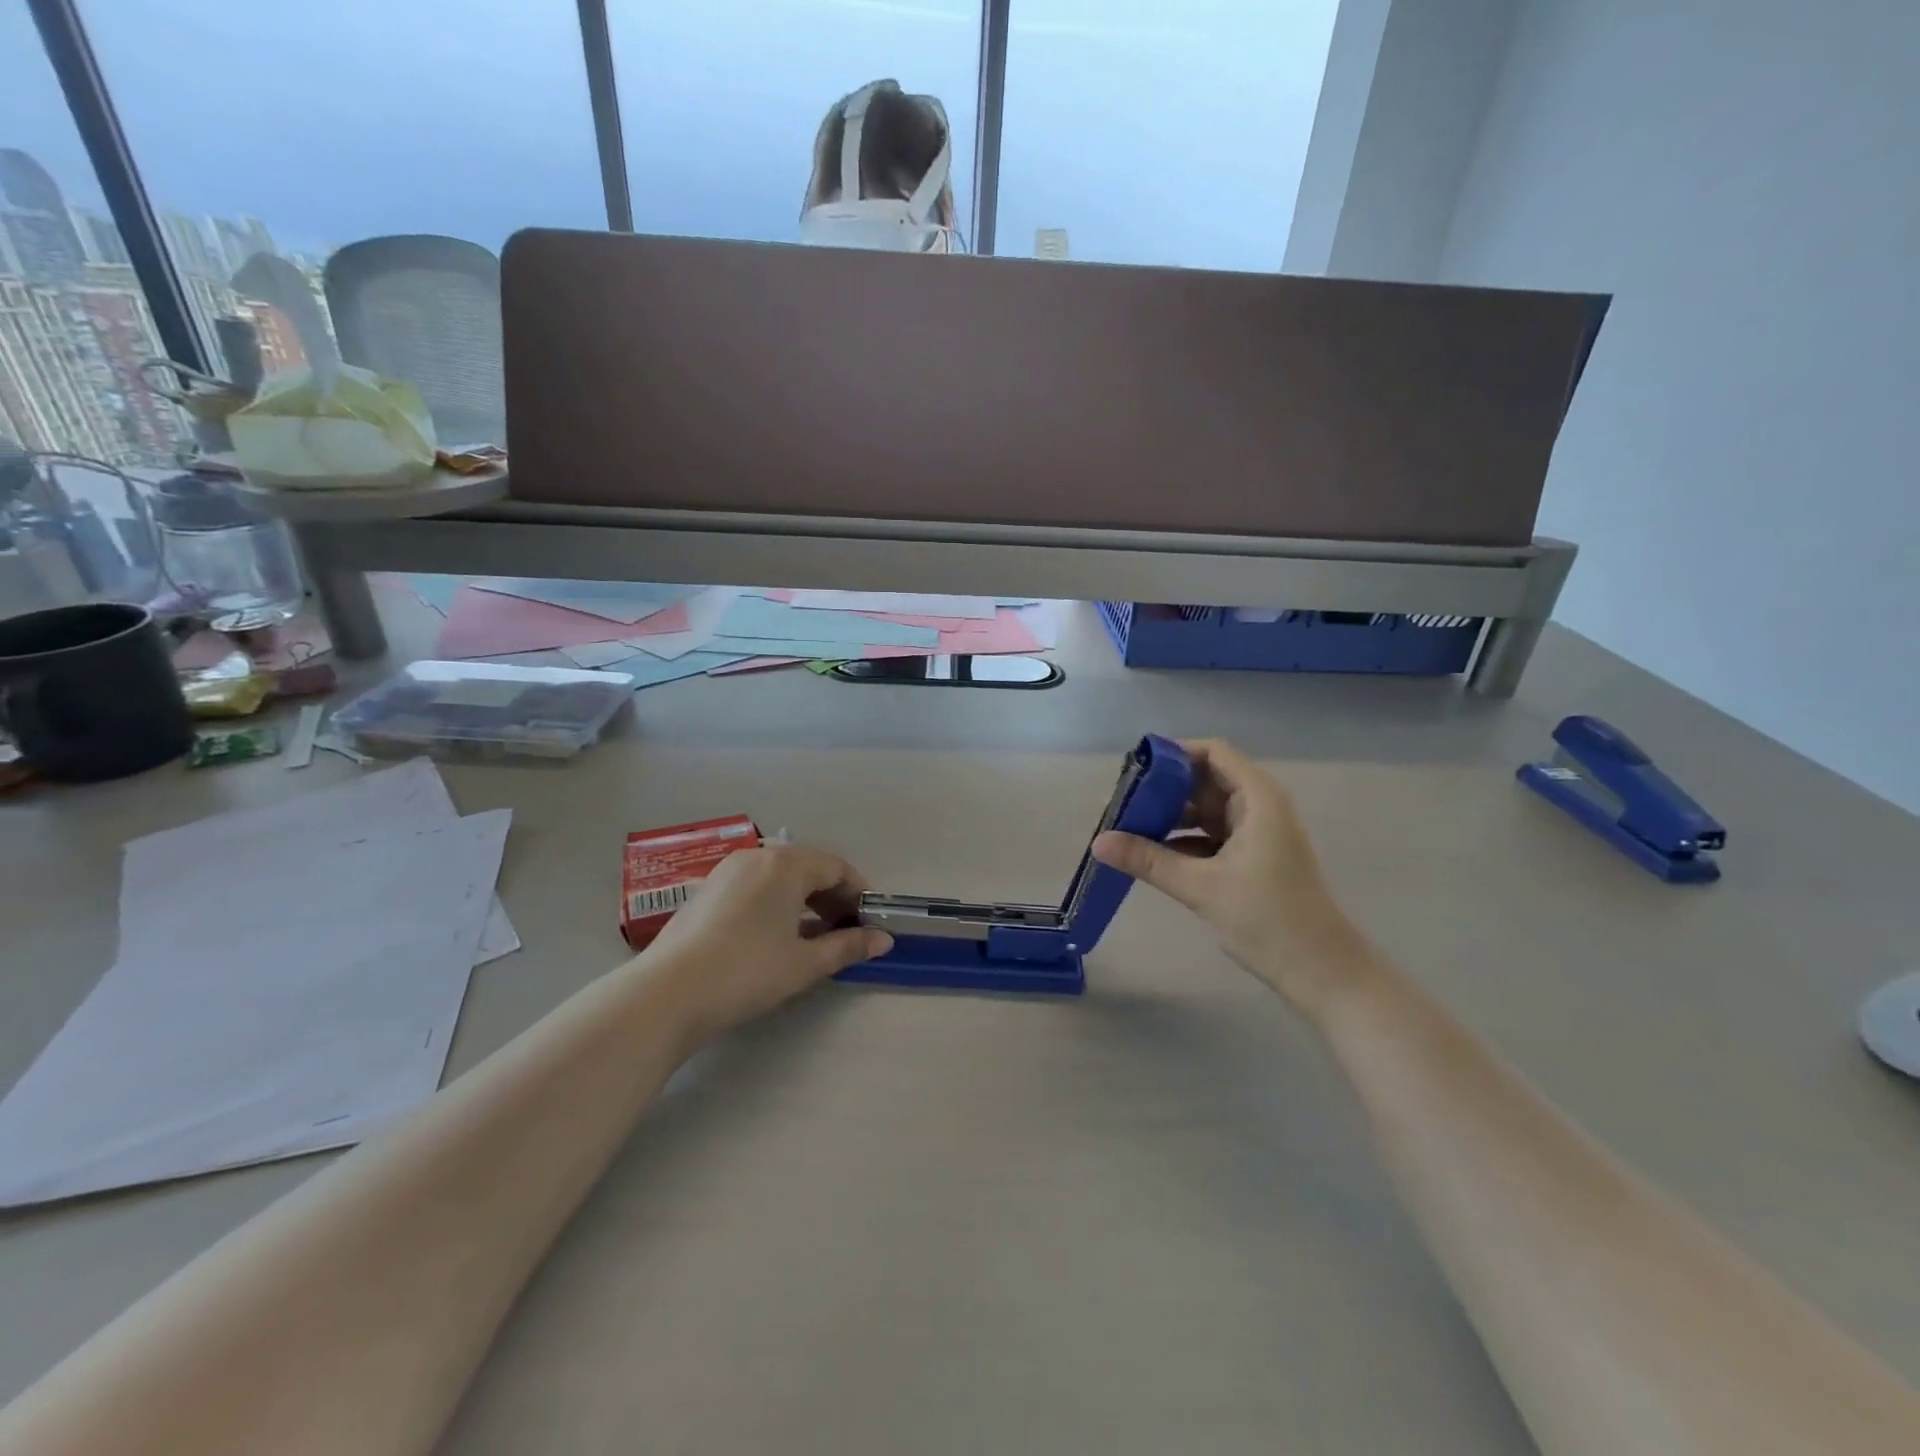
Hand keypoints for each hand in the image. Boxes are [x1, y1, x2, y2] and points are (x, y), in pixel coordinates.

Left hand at [639, 844, 892, 1039]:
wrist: (666, 994)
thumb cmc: (747, 972)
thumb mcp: (805, 963)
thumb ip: (848, 946)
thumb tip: (884, 940)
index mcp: (785, 864)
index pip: (836, 867)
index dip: (859, 893)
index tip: (870, 921)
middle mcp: (757, 856)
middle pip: (808, 867)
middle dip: (833, 896)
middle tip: (846, 931)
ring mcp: (727, 872)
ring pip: (780, 877)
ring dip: (804, 901)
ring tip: (814, 936)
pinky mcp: (707, 891)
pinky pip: (755, 886)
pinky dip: (776, 903)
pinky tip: (776, 937)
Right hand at [1091, 739, 1371, 1014]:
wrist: (1322, 972)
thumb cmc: (1269, 918)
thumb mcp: (1201, 886)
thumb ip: (1148, 860)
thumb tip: (1098, 842)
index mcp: (1257, 798)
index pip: (1212, 753)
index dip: (1173, 755)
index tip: (1135, 772)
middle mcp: (1258, 806)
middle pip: (1204, 780)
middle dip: (1163, 790)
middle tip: (1121, 805)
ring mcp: (1255, 833)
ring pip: (1203, 810)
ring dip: (1169, 818)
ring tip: (1127, 830)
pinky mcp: (1250, 858)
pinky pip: (1209, 836)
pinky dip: (1181, 841)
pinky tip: (1150, 856)